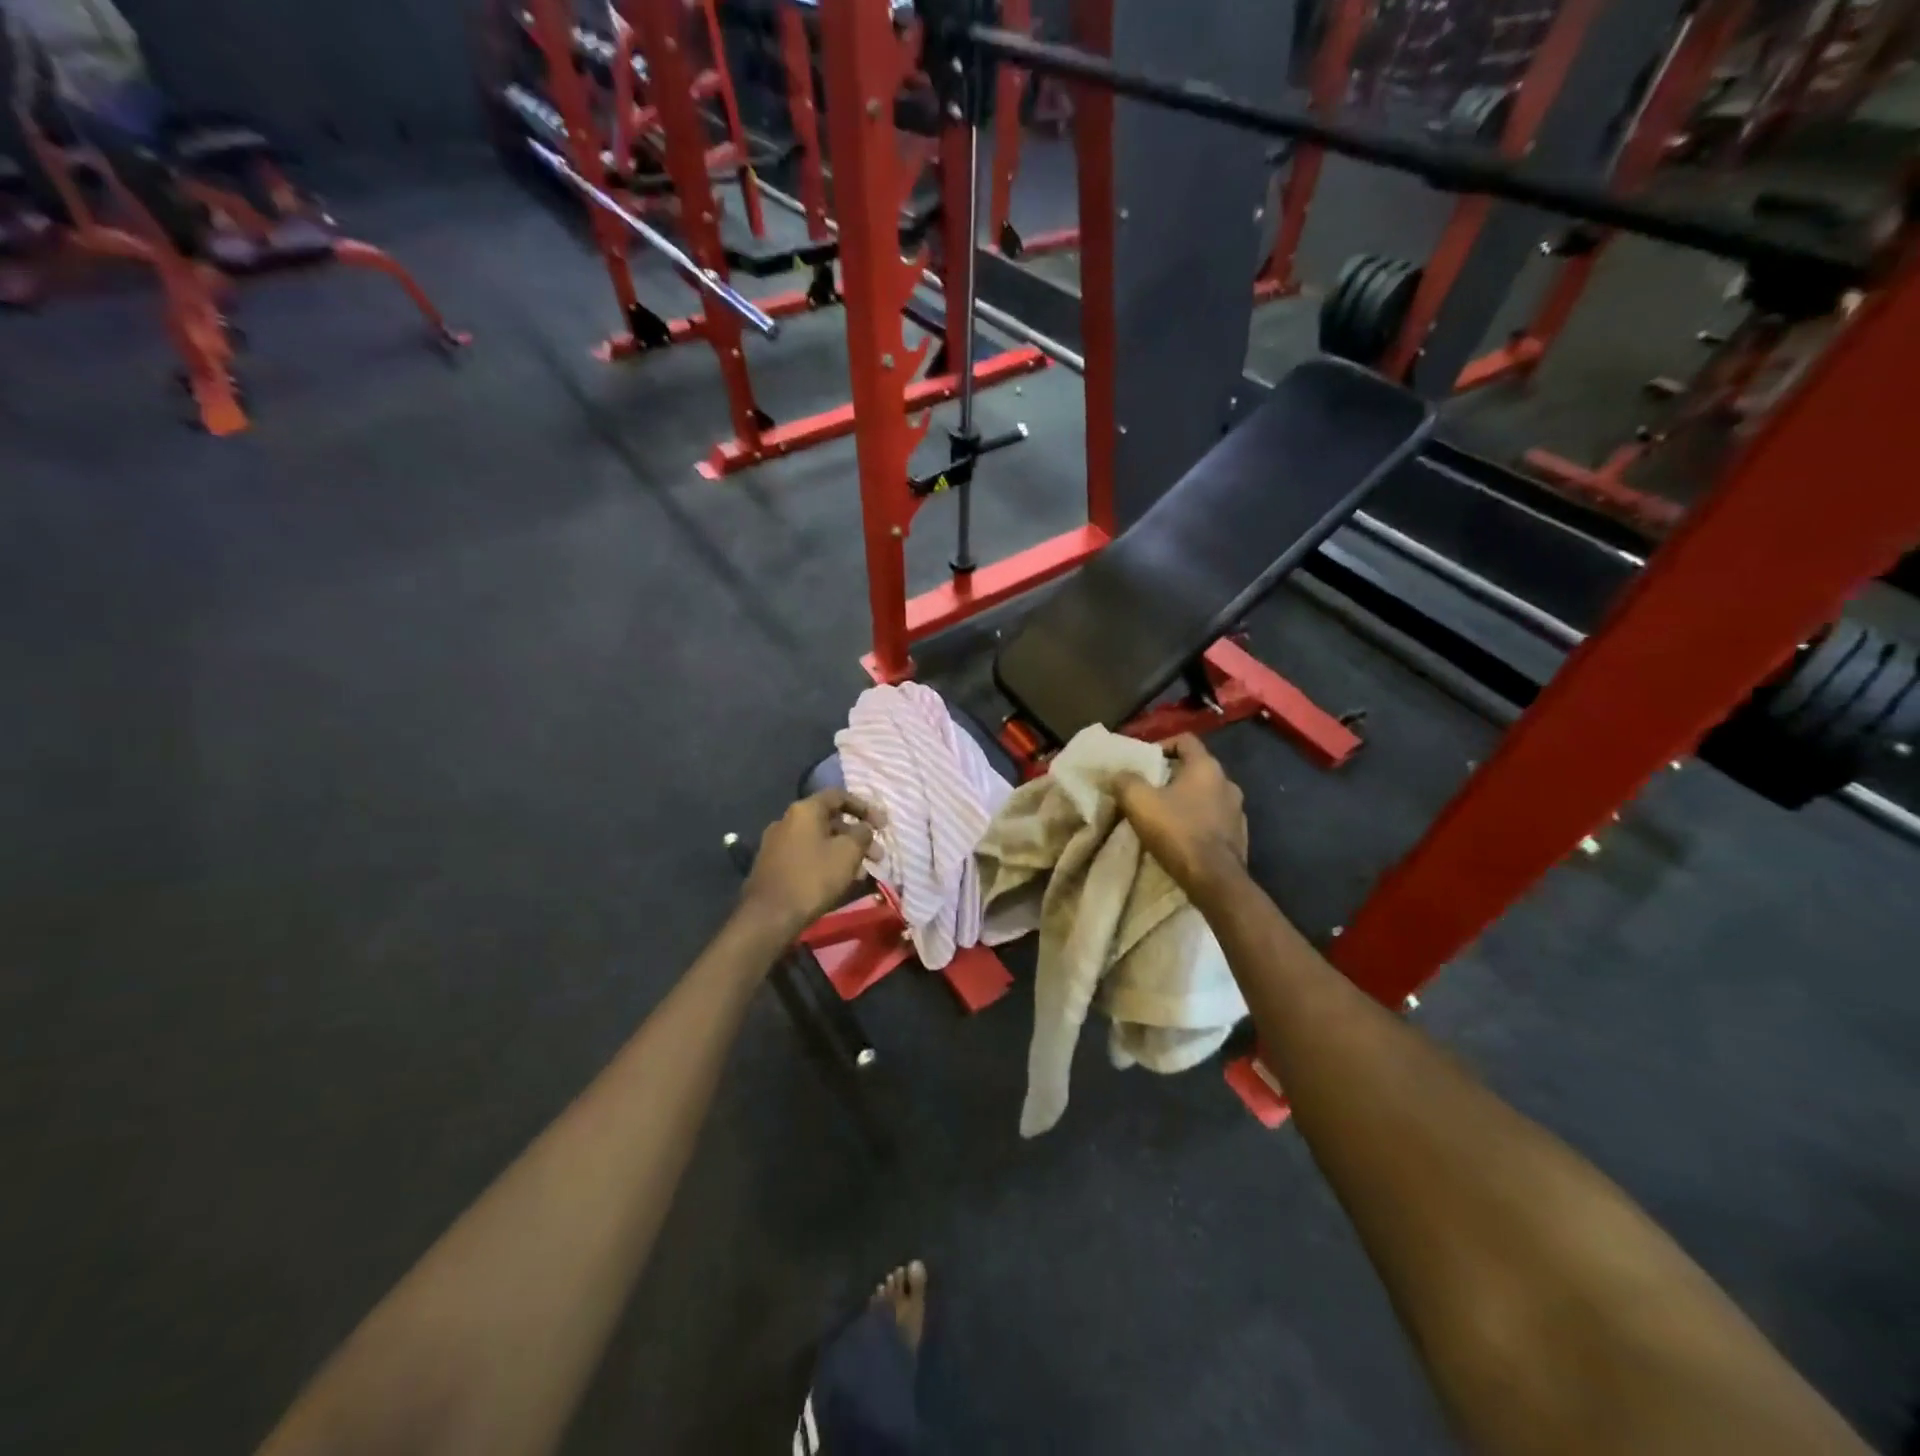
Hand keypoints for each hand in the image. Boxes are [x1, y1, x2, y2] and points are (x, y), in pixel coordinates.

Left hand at [739, 789, 881, 937]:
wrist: (769, 916)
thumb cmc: (813, 878)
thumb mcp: (848, 853)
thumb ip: (862, 834)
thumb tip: (864, 828)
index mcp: (805, 810)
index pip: (839, 796)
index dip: (864, 807)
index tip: (882, 825)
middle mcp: (787, 820)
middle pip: (830, 820)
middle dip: (857, 835)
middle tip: (877, 855)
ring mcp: (777, 843)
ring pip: (819, 840)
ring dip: (844, 851)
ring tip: (862, 872)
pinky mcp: (773, 865)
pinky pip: (807, 855)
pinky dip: (827, 861)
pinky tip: (840, 880)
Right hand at [1114, 735, 1247, 898]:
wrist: (1215, 880)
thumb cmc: (1177, 832)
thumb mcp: (1139, 802)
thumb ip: (1125, 781)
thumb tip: (1118, 774)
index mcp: (1206, 767)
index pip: (1185, 740)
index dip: (1162, 745)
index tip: (1144, 761)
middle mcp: (1228, 782)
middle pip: (1196, 768)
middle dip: (1171, 776)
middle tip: (1148, 789)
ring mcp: (1238, 811)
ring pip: (1206, 795)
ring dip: (1186, 800)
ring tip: (1163, 814)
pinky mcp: (1239, 836)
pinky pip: (1214, 820)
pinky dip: (1197, 821)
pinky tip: (1181, 836)